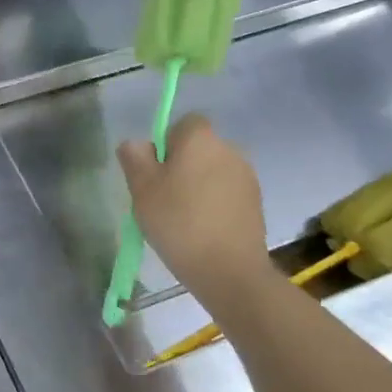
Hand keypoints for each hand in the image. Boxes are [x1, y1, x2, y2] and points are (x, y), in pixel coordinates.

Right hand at [118, 113, 275, 302]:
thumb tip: (136, 143)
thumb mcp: (141, 189)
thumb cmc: (178, 222)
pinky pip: (227, 192)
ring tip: (183, 217)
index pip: (184, 123)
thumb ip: (135, 158)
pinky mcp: (256, 202)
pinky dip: (214, 203)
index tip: (155, 171)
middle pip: (199, 148)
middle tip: (162, 197)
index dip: (167, 142)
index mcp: (200, 139)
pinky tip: (203, 229)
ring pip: (213, 171)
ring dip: (199, 185)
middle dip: (182, 165)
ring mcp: (247, 176)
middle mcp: (229, 149)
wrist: (228, 269)